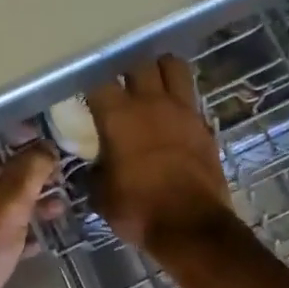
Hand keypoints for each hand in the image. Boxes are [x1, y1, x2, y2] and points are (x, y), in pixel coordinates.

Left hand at [0, 143, 60, 287]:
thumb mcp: (4, 210)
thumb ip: (27, 174)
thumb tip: (46, 148)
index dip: (9, 132)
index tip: (41, 135)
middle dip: (24, 170)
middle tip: (57, 169)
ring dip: (26, 201)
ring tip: (60, 204)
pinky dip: (18, 229)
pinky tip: (45, 235)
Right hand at [87, 57, 235, 254]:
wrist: (192, 226)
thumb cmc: (139, 210)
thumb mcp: (102, 195)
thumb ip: (95, 171)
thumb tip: (96, 164)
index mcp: (119, 115)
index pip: (98, 79)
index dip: (90, 78)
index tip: (85, 86)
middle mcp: (151, 102)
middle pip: (139, 61)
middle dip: (126, 64)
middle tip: (119, 77)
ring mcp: (182, 110)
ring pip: (173, 66)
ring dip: (160, 67)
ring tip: (151, 79)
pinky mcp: (204, 124)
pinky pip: (190, 96)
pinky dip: (180, 95)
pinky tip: (172, 109)